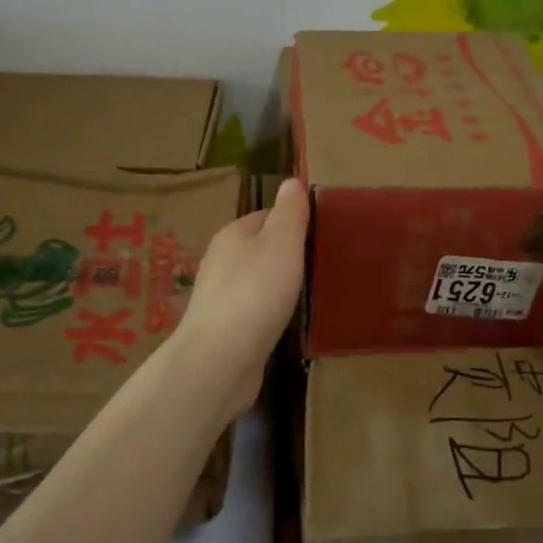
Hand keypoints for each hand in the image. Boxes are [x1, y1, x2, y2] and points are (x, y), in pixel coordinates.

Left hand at [170, 178, 308, 420]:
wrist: (219, 362)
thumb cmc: (254, 293)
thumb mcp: (281, 244)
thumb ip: (289, 212)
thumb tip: (290, 181)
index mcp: (233, 234)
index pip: (268, 216)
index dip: (295, 221)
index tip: (323, 234)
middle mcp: (222, 261)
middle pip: (262, 248)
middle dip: (289, 254)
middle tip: (324, 264)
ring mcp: (221, 297)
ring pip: (258, 280)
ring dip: (281, 285)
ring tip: (312, 292)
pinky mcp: (226, 329)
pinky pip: (255, 310)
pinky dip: (272, 311)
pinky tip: (288, 321)